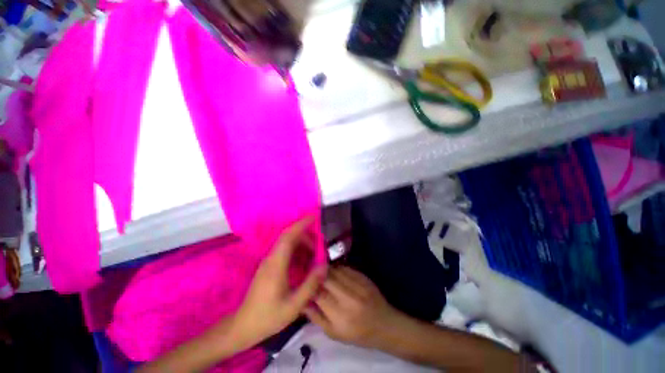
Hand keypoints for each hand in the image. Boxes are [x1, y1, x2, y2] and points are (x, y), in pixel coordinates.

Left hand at [230, 217, 326, 347]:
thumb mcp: (294, 305)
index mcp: (276, 264)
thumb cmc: (268, 317)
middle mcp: (271, 258)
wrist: (243, 326)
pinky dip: (297, 250)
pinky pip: (285, 251)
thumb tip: (324, 265)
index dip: (301, 224)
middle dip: (306, 235)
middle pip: (289, 237)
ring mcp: (269, 261)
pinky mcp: (269, 266)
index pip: (288, 236)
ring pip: (287, 243)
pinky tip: (305, 261)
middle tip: (320, 243)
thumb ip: (310, 284)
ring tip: (315, 253)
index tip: (314, 217)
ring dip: (302, 243)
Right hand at [303, 266, 401, 348]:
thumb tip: (301, 302)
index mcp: (340, 316)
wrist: (384, 324)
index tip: (301, 280)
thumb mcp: (334, 334)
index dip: (309, 285)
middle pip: (327, 278)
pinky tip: (334, 273)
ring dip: (325, 270)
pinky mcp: (364, 277)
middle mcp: (349, 298)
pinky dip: (337, 269)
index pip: (319, 294)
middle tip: (309, 273)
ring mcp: (358, 285)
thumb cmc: (357, 333)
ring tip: (319, 271)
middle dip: (316, 274)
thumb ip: (316, 317)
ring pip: (335, 270)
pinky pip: (345, 268)